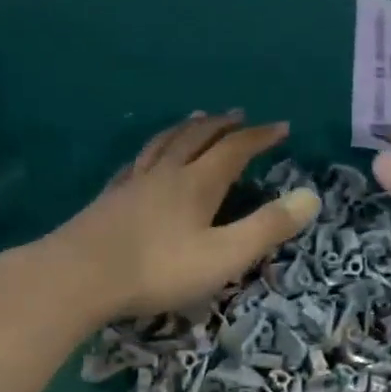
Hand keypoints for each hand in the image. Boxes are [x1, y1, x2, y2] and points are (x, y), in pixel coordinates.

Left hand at [40, 112, 319, 321]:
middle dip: (223, 125)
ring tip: (197, 119)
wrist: (79, 276)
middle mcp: (167, 173)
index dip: (260, 136)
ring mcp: (134, 183)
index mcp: (198, 183)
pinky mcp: (110, 199)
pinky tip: (146, 159)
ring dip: (186, 128)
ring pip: (165, 144)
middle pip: (198, 137)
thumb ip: (267, 227)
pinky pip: (137, 162)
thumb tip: (311, 196)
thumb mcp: (224, 256)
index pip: (235, 149)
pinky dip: (151, 151)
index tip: (281, 127)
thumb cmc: (158, 269)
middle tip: (240, 115)